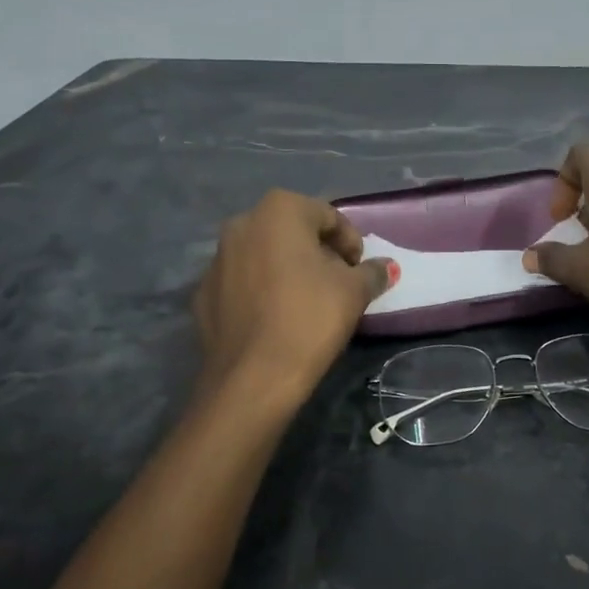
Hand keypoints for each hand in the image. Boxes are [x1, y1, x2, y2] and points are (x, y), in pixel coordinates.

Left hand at [193, 191, 394, 407]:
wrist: (252, 377)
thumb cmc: (309, 319)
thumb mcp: (353, 293)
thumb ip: (371, 272)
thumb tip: (385, 266)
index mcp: (279, 211)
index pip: (327, 215)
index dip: (350, 242)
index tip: (360, 270)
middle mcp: (242, 224)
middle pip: (292, 231)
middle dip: (317, 252)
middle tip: (337, 282)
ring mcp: (217, 259)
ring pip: (263, 255)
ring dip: (287, 269)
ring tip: (306, 301)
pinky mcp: (203, 293)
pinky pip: (242, 282)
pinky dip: (261, 291)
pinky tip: (275, 318)